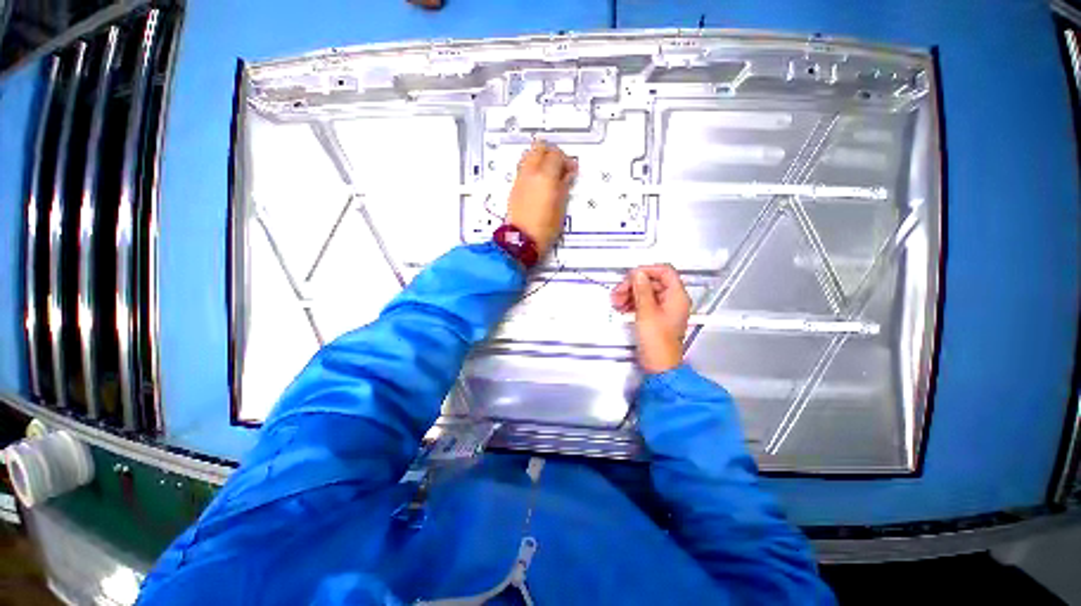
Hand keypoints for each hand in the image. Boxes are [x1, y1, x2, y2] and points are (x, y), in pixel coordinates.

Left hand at [506, 140, 577, 256]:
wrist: (522, 240)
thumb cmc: (545, 227)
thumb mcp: (561, 207)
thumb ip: (564, 186)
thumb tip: (567, 174)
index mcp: (545, 176)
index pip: (556, 154)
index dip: (566, 160)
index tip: (572, 170)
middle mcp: (530, 173)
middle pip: (539, 147)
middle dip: (551, 153)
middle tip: (560, 166)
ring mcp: (520, 179)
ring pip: (529, 155)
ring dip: (540, 159)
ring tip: (549, 175)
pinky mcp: (514, 188)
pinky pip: (524, 168)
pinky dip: (533, 169)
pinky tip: (540, 184)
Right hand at [611, 264, 691, 373]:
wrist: (659, 365)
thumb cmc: (657, 342)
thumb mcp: (646, 312)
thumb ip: (641, 290)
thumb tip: (638, 274)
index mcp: (677, 296)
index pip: (664, 271)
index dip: (646, 270)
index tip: (631, 276)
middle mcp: (673, 300)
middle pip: (652, 282)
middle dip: (633, 285)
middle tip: (618, 292)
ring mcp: (665, 309)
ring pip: (646, 293)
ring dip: (630, 294)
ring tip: (616, 302)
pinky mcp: (656, 317)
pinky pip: (644, 303)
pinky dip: (632, 303)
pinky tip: (621, 307)